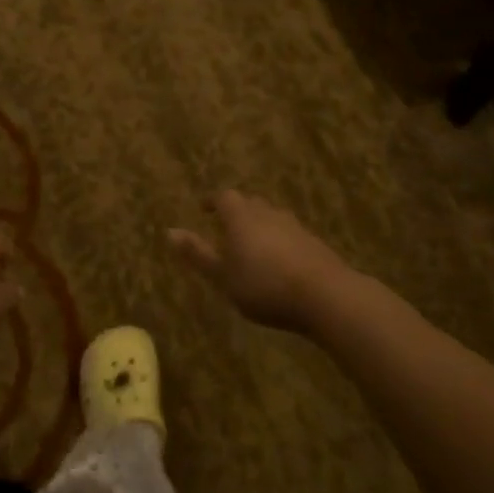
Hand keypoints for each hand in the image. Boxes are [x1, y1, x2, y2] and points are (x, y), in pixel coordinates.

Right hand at [169, 190, 352, 332]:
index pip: (224, 197)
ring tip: (253, 245)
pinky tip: (280, 262)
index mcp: (241, 216)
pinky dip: (279, 241)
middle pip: (249, 203)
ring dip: (260, 225)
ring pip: (271, 217)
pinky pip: (289, 234)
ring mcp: (294, 226)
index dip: (213, 201)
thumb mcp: (223, 276)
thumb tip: (168, 231)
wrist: (325, 295)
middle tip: (227, 226)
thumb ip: (197, 254)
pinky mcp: (314, 243)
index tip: (205, 208)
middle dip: (237, 211)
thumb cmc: (264, 285)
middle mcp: (267, 213)